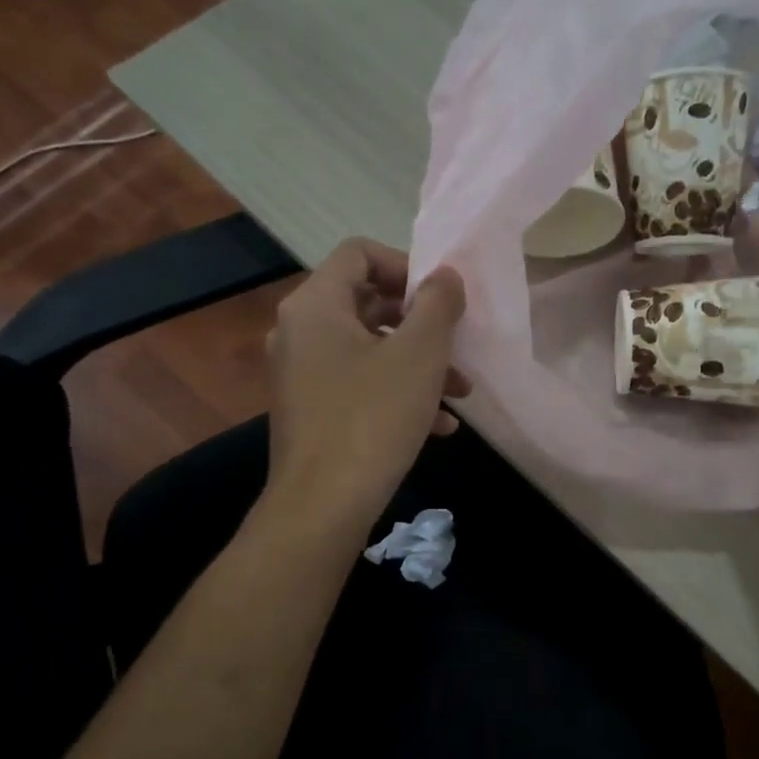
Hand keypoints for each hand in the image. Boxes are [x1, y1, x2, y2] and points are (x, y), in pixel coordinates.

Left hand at [264, 238, 469, 538]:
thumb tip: (444, 276)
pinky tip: (438, 425)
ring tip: (460, 391)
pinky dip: (396, 393)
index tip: (440, 297)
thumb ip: (437, 304)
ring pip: (368, 350)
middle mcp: (299, 332)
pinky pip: (358, 385)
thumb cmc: (373, 418)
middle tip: (455, 344)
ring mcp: (300, 374)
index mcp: (315, 305)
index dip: (405, 265)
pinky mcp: (310, 410)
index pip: (359, 253)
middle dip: (420, 323)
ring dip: (417, 364)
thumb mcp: (419, 355)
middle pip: (366, 302)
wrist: (323, 505)